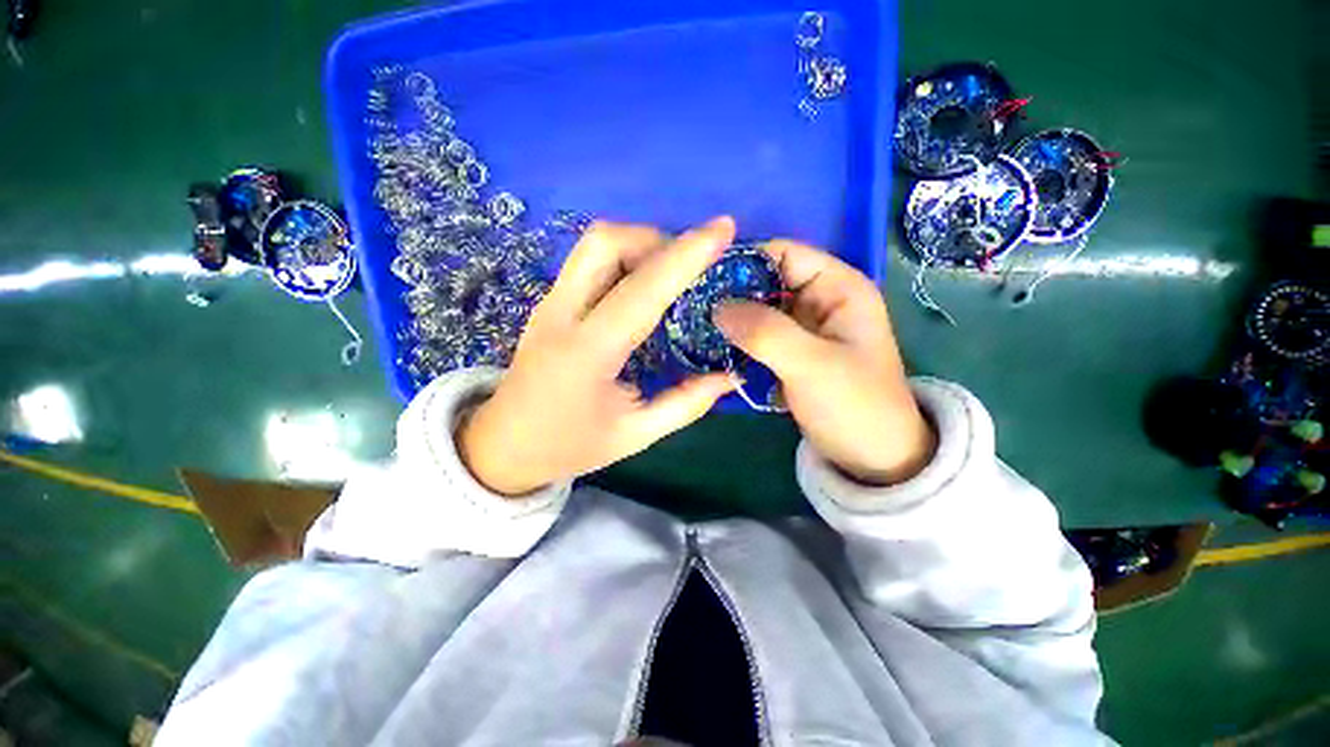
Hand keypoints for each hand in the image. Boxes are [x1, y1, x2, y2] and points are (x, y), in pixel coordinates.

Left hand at [458, 218, 740, 495]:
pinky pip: (588, 261)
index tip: (723, 228)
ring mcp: (549, 304)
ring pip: (593, 244)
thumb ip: (686, 403)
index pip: (641, 290)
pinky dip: (623, 258)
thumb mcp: (635, 435)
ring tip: (669, 274)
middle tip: (688, 267)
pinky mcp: (549, 303)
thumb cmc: (570, 445)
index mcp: (587, 353)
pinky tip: (642, 284)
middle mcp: (562, 315)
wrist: (504, 445)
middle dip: (656, 240)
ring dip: (638, 244)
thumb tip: (731, 376)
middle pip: (605, 242)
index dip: (685, 256)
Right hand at [715, 240, 934, 485]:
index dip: (743, 262)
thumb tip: (716, 307)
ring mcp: (802, 326)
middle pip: (765, 280)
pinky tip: (711, 348)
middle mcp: (818, 299)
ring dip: (729, 319)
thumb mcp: (812, 365)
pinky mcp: (789, 351)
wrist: (873, 457)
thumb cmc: (855, 406)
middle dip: (729, 294)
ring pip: (756, 309)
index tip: (701, 283)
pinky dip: (735, 339)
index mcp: (837, 287)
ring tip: (693, 329)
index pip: (783, 253)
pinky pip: (756, 334)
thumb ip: (765, 332)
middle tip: (690, 310)